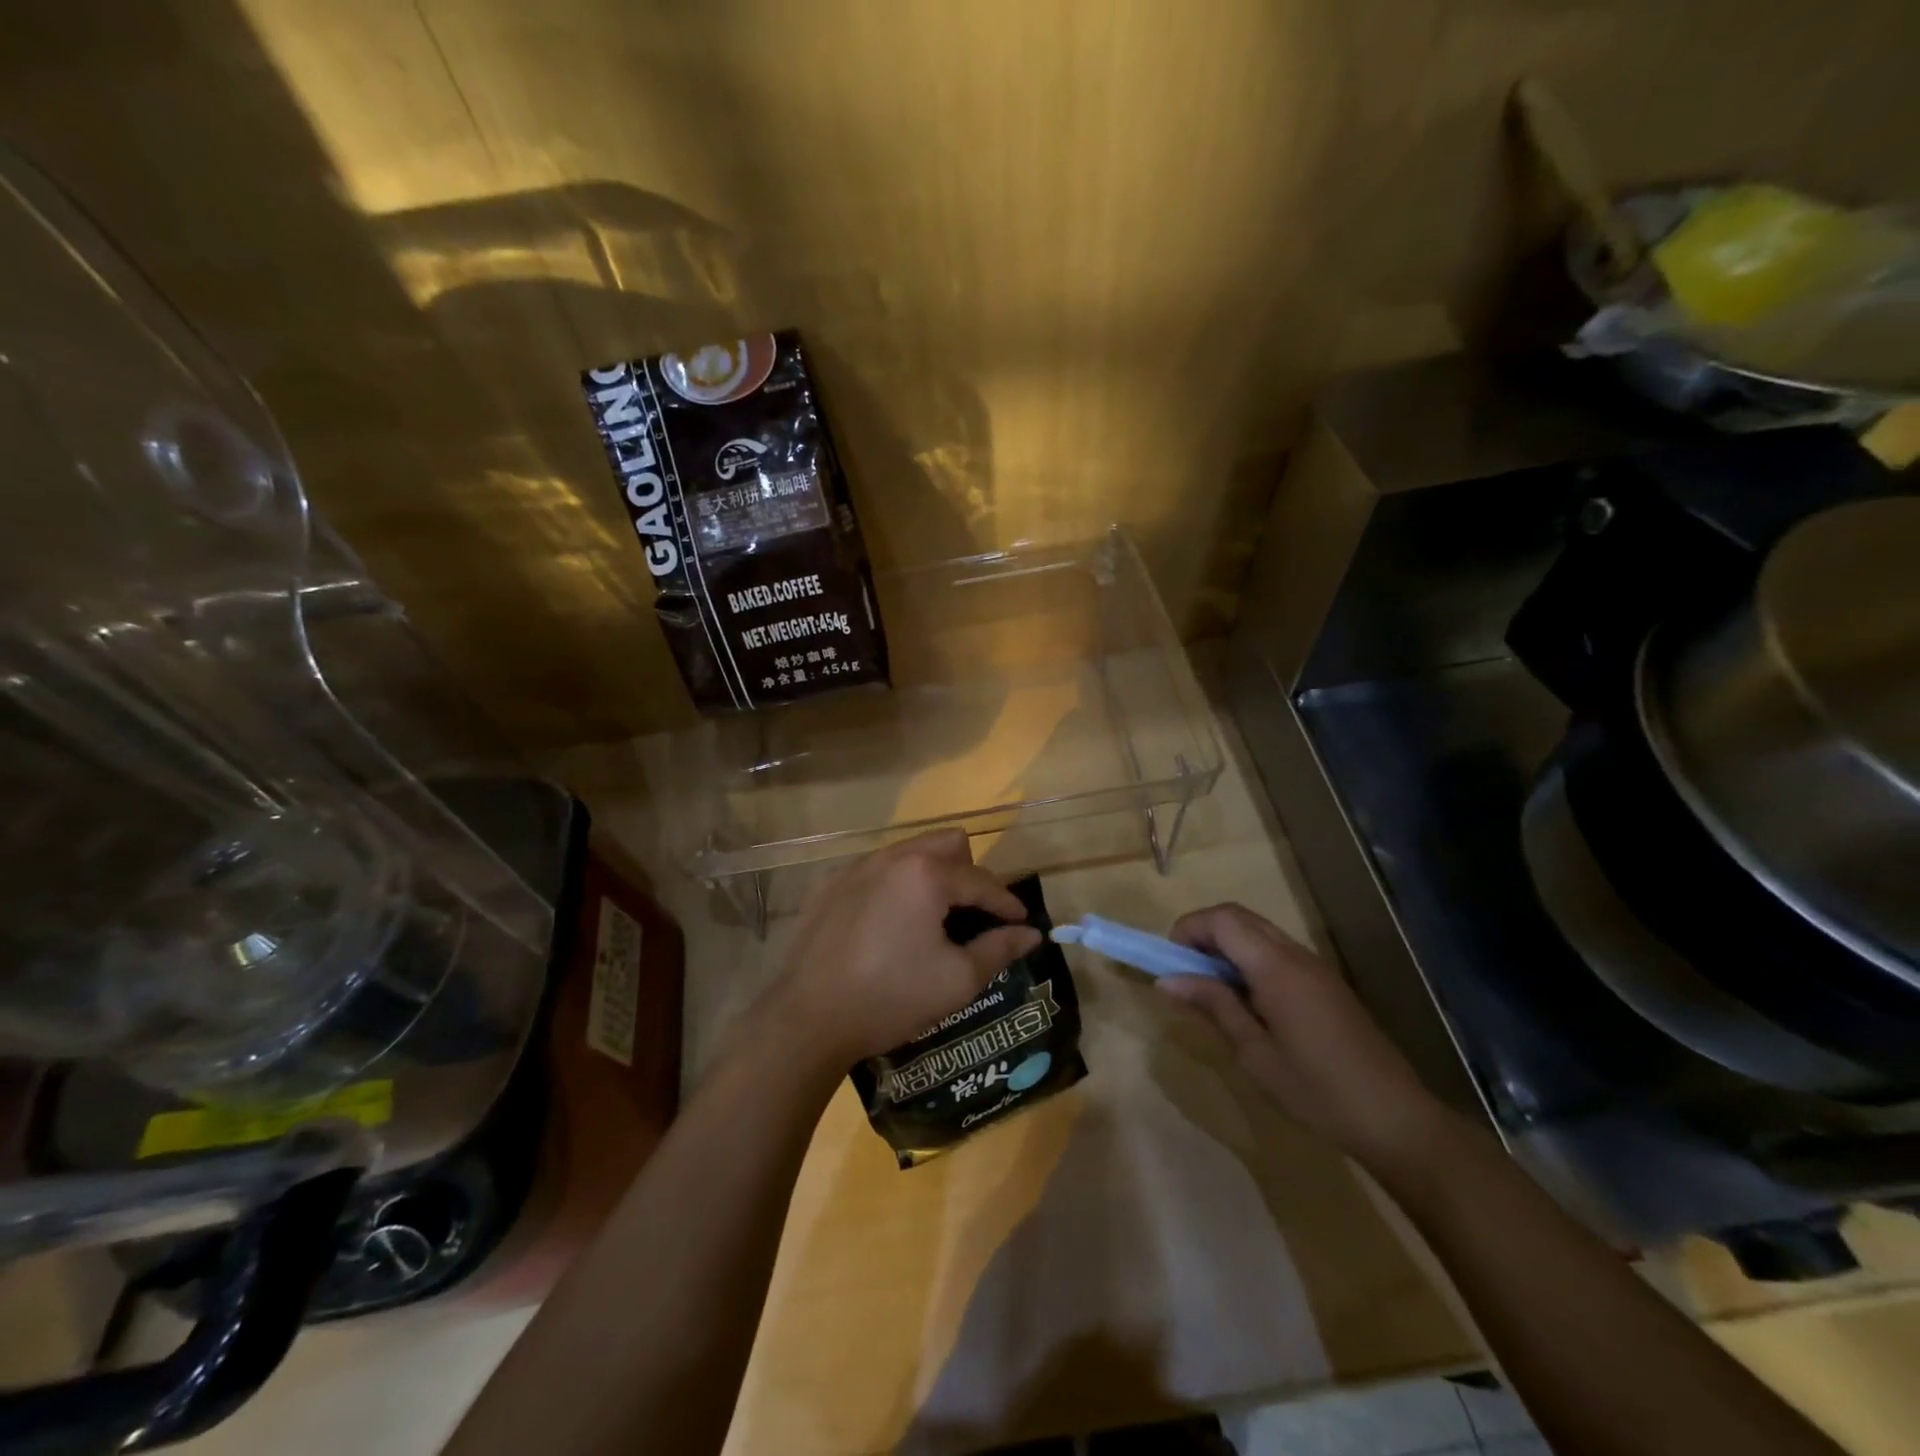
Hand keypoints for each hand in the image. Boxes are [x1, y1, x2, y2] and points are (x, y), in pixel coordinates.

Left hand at [771, 830, 1041, 1068]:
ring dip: (931, 876)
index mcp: (926, 874)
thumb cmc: (891, 997)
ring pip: (909, 853)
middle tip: (972, 914)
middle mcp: (891, 857)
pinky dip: (894, 887)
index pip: (982, 881)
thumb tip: (1030, 934)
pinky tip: (888, 926)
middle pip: (947, 843)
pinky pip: (875, 870)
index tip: (1021, 923)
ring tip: (933, 918)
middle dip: (969, 873)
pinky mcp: (828, 885)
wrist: (808, 1019)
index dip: (1007, 903)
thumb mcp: (957, 980)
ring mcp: (855, 867)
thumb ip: (999, 949)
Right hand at [1160, 903, 1447, 1171]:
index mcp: (1276, 967)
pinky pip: (1277, 951)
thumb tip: (1168, 979)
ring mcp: (1315, 966)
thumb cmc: (1317, 1091)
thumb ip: (1213, 1006)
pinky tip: (1247, 1002)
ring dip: (1227, 946)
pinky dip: (1250, 959)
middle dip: (1204, 934)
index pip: (1222, 919)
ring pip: (1259, 932)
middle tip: (1185, 974)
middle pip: (1239, 917)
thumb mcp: (1254, 1053)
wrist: (1397, 1119)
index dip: (1189, 928)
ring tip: (1211, 990)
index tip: (1170, 963)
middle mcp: (1296, 954)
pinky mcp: (1326, 982)